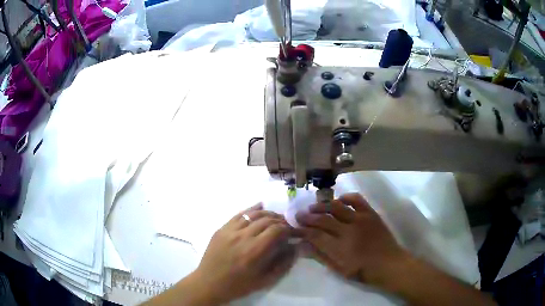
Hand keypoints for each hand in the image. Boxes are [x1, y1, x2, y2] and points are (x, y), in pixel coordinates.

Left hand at [193, 203, 295, 303]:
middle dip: (280, 220)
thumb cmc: (239, 285)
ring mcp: (230, 231)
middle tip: (286, 225)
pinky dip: (250, 210)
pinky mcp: (221, 229)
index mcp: (254, 251)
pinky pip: (238, 215)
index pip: (277, 230)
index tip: (292, 233)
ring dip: (267, 214)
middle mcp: (242, 236)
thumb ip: (283, 264)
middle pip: (266, 220)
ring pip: (253, 214)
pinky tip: (259, 206)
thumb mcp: (265, 280)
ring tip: (275, 217)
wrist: (209, 283)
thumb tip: (295, 247)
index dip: (287, 229)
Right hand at [296, 193, 406, 283]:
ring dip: (322, 206)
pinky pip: (357, 200)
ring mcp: (361, 220)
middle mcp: (349, 231)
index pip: (315, 235)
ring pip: (337, 207)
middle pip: (323, 219)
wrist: (389, 264)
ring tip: (314, 207)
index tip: (295, 228)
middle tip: (299, 215)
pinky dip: (346, 198)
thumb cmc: (363, 271)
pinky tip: (338, 200)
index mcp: (340, 248)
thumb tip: (304, 246)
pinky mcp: (370, 214)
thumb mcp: (340, 270)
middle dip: (308, 217)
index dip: (303, 231)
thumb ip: (321, 256)